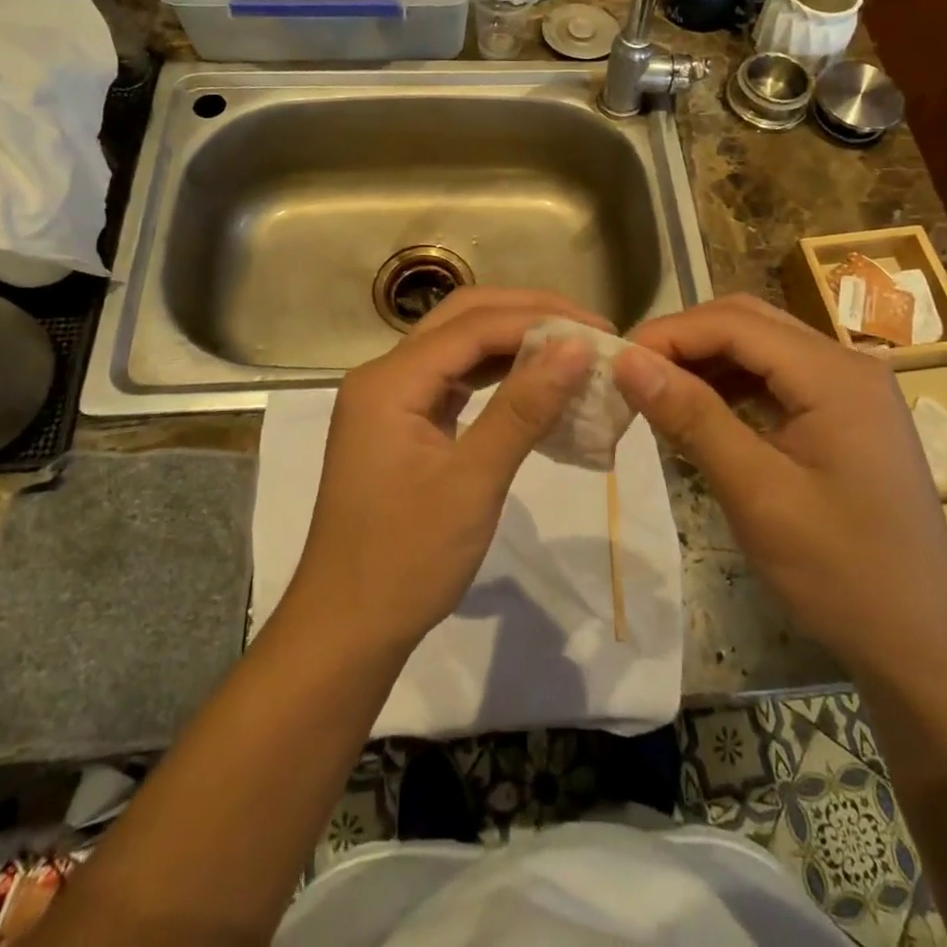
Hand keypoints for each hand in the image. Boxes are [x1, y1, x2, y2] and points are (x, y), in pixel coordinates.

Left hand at [283, 288, 601, 653]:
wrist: (347, 630)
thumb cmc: (406, 559)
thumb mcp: (473, 481)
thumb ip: (523, 408)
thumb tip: (577, 347)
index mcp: (389, 381)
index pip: (473, 326)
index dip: (540, 321)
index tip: (600, 333)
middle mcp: (384, 375)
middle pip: (462, 320)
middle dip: (527, 316)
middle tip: (589, 329)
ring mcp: (391, 400)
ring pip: (458, 347)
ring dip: (514, 342)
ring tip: (572, 349)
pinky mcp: (403, 424)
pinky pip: (454, 381)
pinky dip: (497, 375)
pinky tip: (535, 383)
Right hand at [616, 296, 946, 677]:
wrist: (921, 643)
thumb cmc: (839, 571)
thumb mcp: (756, 493)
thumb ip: (692, 418)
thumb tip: (627, 361)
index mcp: (834, 374)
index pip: (734, 322)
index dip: (669, 333)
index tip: (617, 363)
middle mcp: (847, 363)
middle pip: (748, 322)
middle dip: (685, 341)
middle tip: (633, 376)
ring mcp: (851, 388)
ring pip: (761, 346)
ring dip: (706, 361)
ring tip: (658, 395)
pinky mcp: (846, 413)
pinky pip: (777, 377)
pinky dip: (732, 385)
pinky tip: (701, 414)